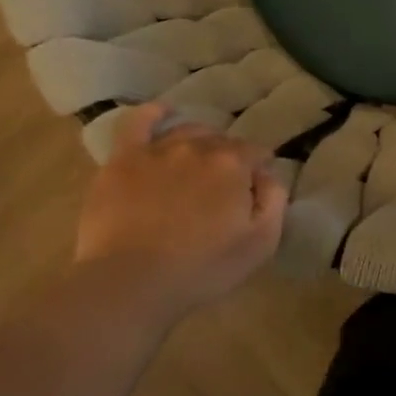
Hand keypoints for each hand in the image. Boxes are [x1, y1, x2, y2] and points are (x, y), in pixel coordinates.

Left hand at [75, 105, 286, 306]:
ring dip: (200, 141)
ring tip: (199, 162)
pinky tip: (162, 113)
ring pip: (186, 132)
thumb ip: (274, 200)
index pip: (256, 152)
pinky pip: (137, 123)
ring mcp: (156, 150)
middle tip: (226, 185)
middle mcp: (197, 147)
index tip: (258, 186)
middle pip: (221, 141)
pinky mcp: (121, 161)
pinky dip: (153, 114)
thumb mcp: (262, 242)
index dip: (260, 167)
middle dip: (230, 157)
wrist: (131, 281)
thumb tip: (268, 175)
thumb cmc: (203, 268)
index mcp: (233, 164)